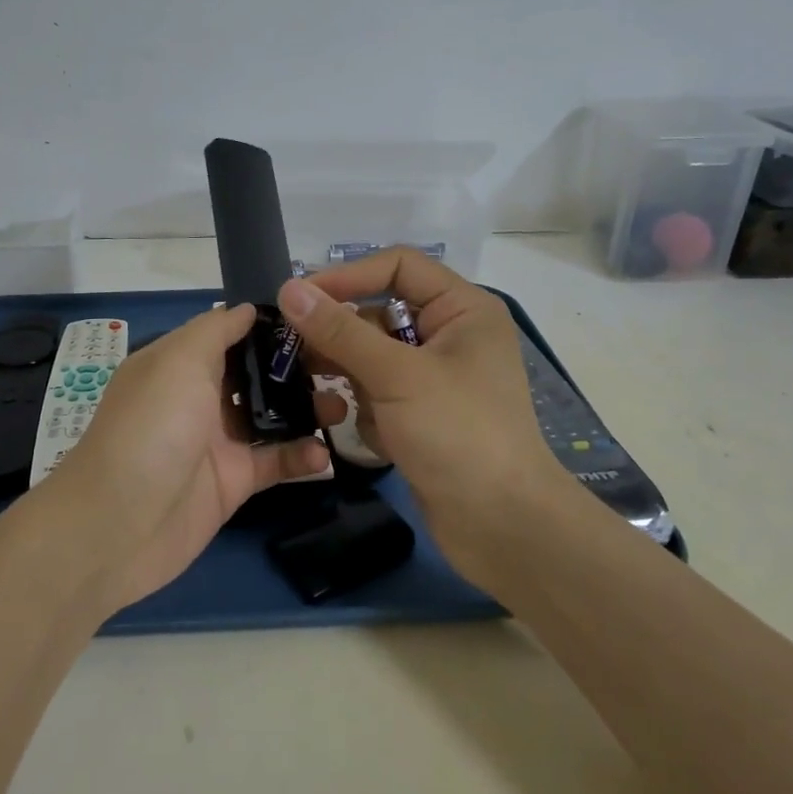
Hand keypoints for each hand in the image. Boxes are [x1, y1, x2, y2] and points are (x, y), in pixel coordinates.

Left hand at [29, 304, 327, 614]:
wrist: (118, 524)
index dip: (268, 325)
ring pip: (271, 417)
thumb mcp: (177, 361)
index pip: (230, 333)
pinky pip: (274, 463)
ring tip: (343, 404)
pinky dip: (300, 457)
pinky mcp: (232, 482)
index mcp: (180, 362)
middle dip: (295, 367)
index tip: (316, 317)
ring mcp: (217, 441)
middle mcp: (198, 397)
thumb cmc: (152, 427)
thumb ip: (215, 331)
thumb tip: (247, 309)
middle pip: (255, 374)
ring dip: (307, 410)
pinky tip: (325, 455)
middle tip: (342, 362)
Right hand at [280, 249, 560, 588]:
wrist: (503, 527)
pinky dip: (370, 413)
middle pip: (379, 314)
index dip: (348, 275)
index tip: (299, 298)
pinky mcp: (422, 415)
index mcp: (461, 309)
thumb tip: (289, 288)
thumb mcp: (396, 375)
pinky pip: (379, 395)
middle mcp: (449, 335)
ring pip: (372, 358)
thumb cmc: (458, 434)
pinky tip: (379, 439)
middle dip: (342, 339)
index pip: (397, 266)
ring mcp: (435, 378)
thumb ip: (340, 330)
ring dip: (353, 381)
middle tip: (295, 354)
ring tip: (334, 401)